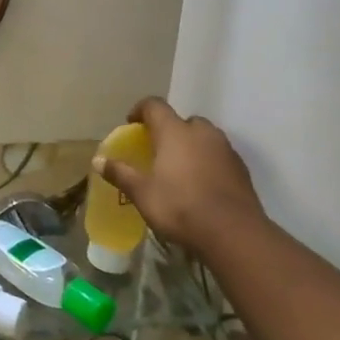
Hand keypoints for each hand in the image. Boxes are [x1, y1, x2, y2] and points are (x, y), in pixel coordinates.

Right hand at [95, 98, 266, 254]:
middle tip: (157, 150)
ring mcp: (226, 149)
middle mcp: (202, 133)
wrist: (234, 233)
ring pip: (204, 138)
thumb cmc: (180, 206)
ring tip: (179, 169)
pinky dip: (208, 162)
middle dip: (169, 130)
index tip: (131, 124)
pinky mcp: (241, 169)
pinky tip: (200, 185)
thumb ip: (120, 173)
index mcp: (174, 132)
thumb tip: (97, 160)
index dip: (140, 110)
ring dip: (191, 146)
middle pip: (183, 120)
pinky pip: (219, 156)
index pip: (154, 106)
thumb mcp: (142, 193)